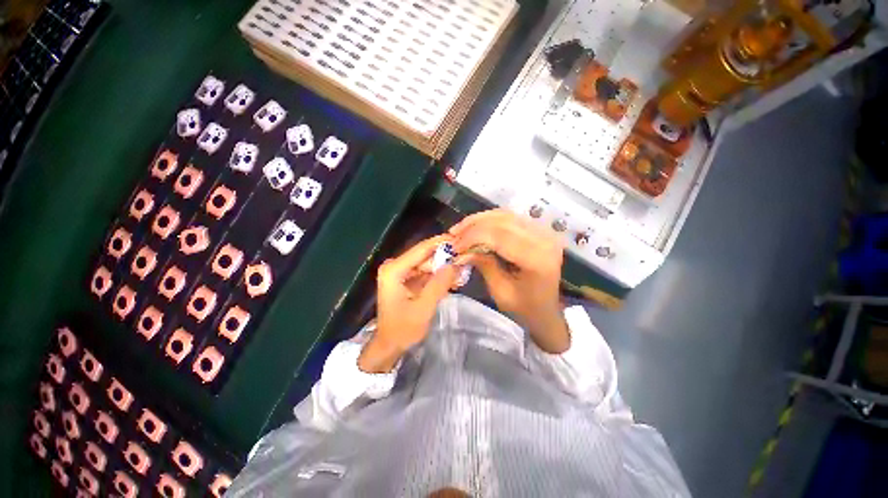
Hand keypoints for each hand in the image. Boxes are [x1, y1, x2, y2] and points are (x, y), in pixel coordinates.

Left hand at [359, 235, 459, 372]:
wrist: (389, 345)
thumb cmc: (403, 329)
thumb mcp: (424, 308)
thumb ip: (439, 284)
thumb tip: (455, 264)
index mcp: (394, 270)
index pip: (421, 249)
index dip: (441, 243)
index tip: (460, 239)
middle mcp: (394, 266)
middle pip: (424, 255)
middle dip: (444, 256)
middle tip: (465, 256)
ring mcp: (399, 272)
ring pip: (426, 263)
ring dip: (443, 266)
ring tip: (462, 269)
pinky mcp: (405, 279)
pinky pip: (424, 272)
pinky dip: (438, 275)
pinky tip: (453, 278)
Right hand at [450, 209, 569, 352]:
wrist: (546, 309)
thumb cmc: (524, 307)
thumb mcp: (500, 291)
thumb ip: (484, 265)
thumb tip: (461, 250)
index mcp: (537, 259)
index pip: (500, 237)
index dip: (473, 237)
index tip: (454, 246)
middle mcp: (544, 239)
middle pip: (502, 221)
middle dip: (473, 226)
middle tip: (453, 235)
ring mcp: (544, 231)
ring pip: (505, 215)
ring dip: (479, 220)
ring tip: (460, 229)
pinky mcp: (539, 229)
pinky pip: (510, 217)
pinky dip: (490, 219)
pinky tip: (475, 225)